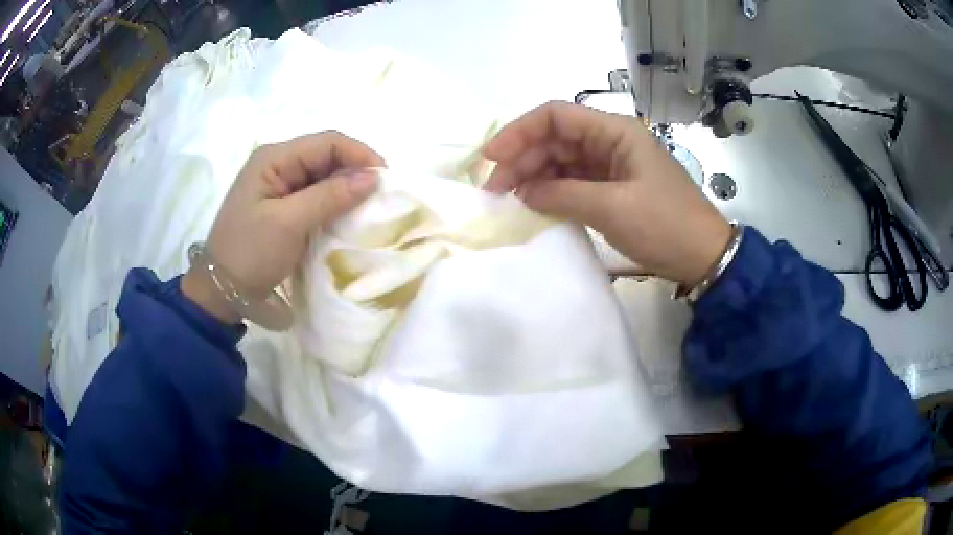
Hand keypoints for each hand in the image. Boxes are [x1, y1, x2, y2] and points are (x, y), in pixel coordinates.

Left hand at [182, 132, 383, 323]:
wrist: (221, 290)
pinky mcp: (283, 205)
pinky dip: (334, 202)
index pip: (326, 142)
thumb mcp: (289, 223)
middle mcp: (277, 164)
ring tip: (369, 206)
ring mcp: (279, 184)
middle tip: (381, 196)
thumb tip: (373, 177)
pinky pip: (315, 195)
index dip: (359, 154)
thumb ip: (330, 196)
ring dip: (346, 187)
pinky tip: (348, 215)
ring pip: (323, 175)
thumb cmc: (249, 253)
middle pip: (326, 155)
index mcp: (274, 158)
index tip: (385, 178)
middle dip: (355, 170)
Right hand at [483, 102, 730, 286]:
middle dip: (522, 158)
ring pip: (561, 160)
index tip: (491, 158)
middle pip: (554, 138)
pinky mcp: (612, 188)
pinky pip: (573, 182)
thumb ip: (562, 194)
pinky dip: (552, 191)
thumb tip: (523, 191)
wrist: (703, 256)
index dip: (519, 131)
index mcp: (614, 131)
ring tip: (509, 200)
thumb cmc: (665, 225)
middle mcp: (609, 141)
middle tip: (494, 190)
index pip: (556, 116)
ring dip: (533, 176)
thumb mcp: (612, 208)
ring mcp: (610, 165)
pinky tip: (534, 204)